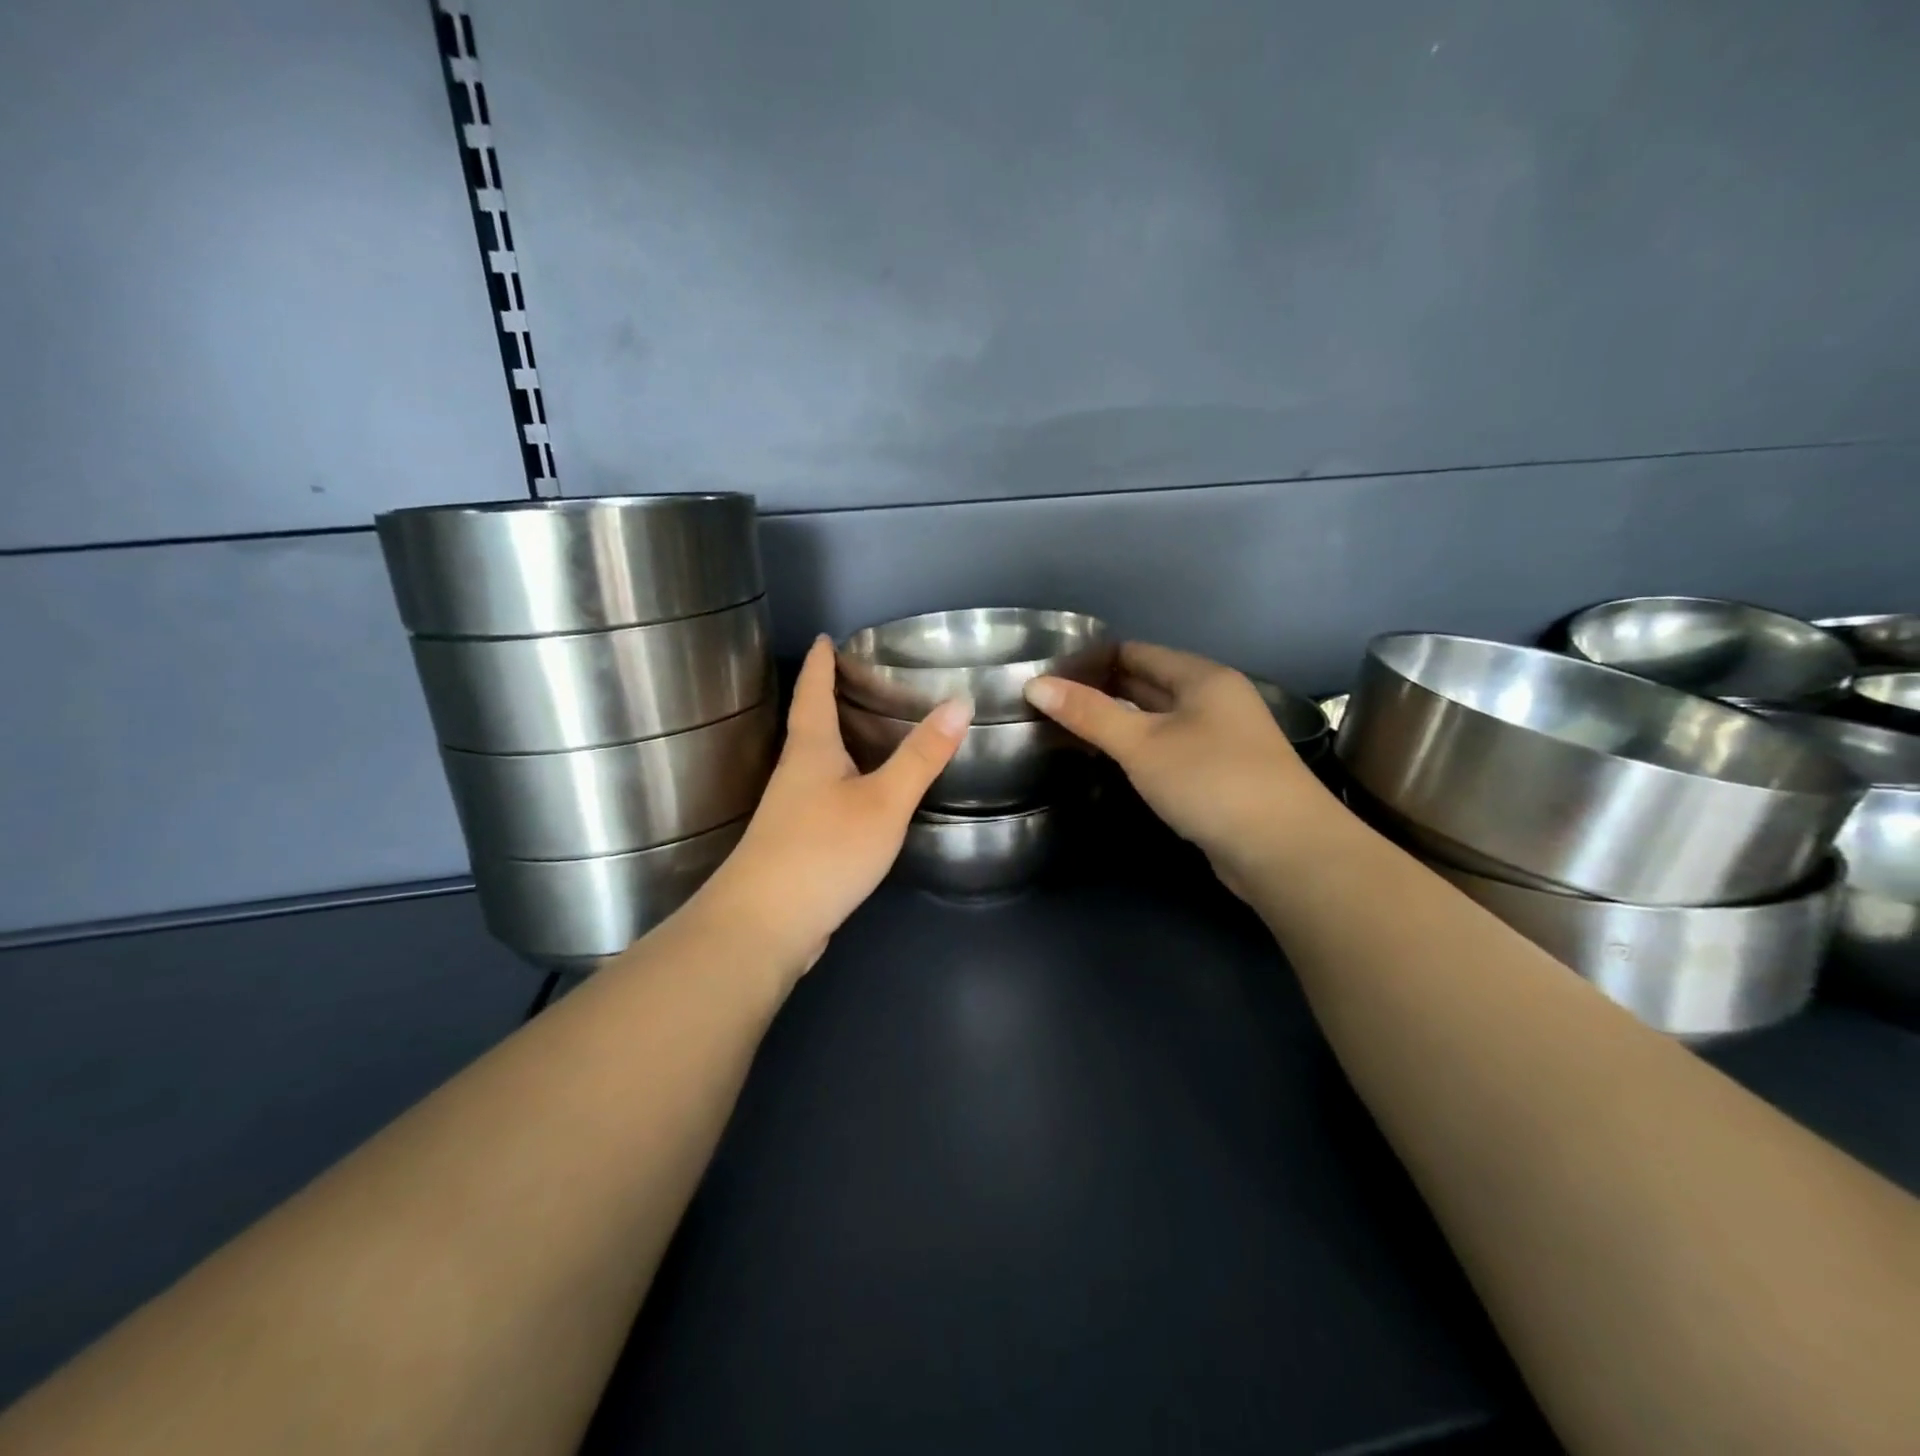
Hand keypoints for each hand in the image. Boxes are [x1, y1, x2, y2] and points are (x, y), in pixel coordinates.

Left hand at [690, 635, 970, 984]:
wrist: (765, 925)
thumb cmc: (824, 849)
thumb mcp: (884, 801)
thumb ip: (921, 756)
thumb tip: (960, 701)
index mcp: (810, 750)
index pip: (813, 692)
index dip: (820, 663)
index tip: (825, 637)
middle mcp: (794, 773)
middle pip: (809, 724)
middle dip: (828, 697)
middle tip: (859, 677)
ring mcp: (790, 810)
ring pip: (815, 761)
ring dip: (835, 739)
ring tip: (867, 728)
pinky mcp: (795, 842)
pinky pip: (821, 794)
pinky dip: (841, 778)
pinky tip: (861, 793)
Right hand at [1024, 642, 1330, 893]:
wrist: (1284, 850)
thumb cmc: (1210, 781)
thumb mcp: (1142, 744)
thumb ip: (1089, 713)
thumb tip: (1035, 684)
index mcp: (1203, 678)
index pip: (1138, 653)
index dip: (1094, 658)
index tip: (1051, 674)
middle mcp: (1216, 701)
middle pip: (1151, 684)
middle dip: (1105, 690)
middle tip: (1052, 703)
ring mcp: (1223, 740)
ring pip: (1161, 720)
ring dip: (1122, 723)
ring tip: (1071, 730)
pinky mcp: (1222, 776)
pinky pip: (1172, 749)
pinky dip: (1142, 750)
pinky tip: (1114, 763)